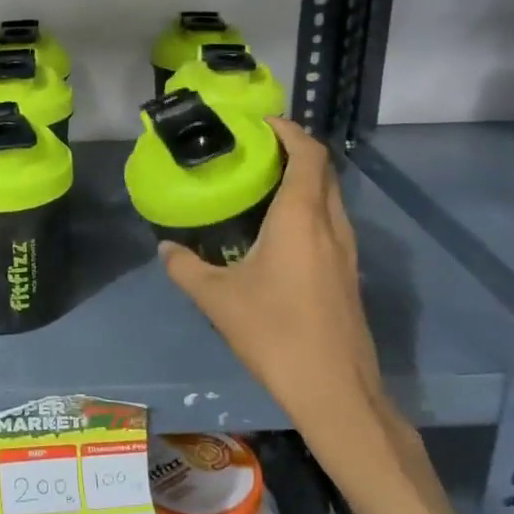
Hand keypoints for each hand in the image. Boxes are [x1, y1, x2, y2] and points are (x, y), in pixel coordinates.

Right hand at [159, 119, 386, 435]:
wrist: (335, 389)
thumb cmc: (275, 333)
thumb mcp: (217, 299)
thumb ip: (186, 268)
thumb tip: (165, 248)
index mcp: (302, 217)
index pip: (308, 154)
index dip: (288, 131)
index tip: (260, 124)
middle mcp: (331, 224)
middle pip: (323, 171)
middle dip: (295, 151)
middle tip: (255, 151)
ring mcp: (347, 250)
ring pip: (330, 197)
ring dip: (304, 181)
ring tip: (264, 185)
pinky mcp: (349, 273)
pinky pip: (331, 222)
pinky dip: (309, 208)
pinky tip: (280, 232)